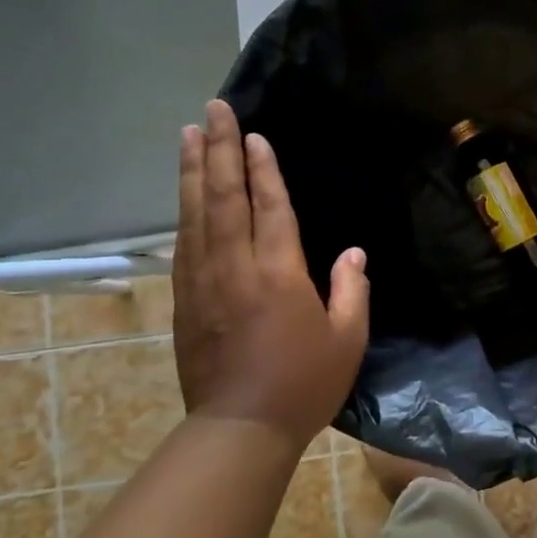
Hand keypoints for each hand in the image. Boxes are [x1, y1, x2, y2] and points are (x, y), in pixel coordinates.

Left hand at [171, 100, 369, 449]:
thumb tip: (352, 252)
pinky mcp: (185, 300)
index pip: (270, 207)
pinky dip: (184, 211)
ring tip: (189, 134)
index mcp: (280, 273)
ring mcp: (203, 282)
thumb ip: (351, 290)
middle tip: (213, 109)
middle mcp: (236, 267)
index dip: (263, 169)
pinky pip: (183, 244)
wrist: (240, 428)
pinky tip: (184, 193)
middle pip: (224, 196)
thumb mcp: (347, 339)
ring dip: (193, 171)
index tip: (254, 135)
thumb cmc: (304, 384)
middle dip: (219, 149)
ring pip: (195, 214)